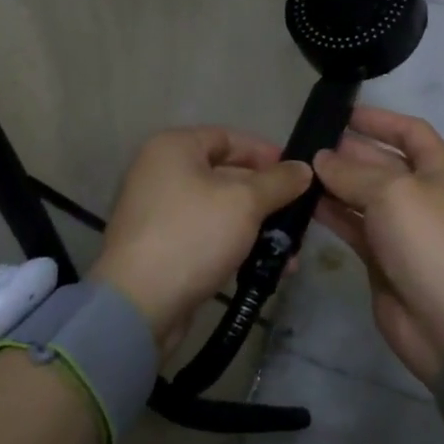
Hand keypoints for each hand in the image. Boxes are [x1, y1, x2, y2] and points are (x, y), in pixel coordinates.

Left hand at [93, 128, 310, 360]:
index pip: (228, 137)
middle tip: (299, 215)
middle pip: (226, 175)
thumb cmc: (193, 235)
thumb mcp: (245, 202)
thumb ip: (279, 182)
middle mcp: (161, 173)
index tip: (296, 173)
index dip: (265, 153)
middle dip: (266, 197)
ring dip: (257, 228)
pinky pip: (207, 237)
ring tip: (290, 252)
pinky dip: (236, 247)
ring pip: (220, 210)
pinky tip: (267, 268)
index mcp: (174, 148)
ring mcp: (158, 213)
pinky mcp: (161, 249)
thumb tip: (304, 168)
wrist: (139, 306)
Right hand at [312, 106, 443, 387]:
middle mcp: (421, 192)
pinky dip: (331, 213)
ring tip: (296, 171)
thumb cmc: (429, 241)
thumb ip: (353, 172)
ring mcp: (401, 226)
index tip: (341, 113)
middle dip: (347, 151)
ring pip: (362, 194)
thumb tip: (321, 159)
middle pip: (381, 161)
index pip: (409, 131)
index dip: (378, 119)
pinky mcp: (382, 256)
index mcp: (439, 169)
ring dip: (334, 182)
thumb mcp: (392, 193)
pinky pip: (353, 224)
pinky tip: (303, 203)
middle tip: (305, 143)